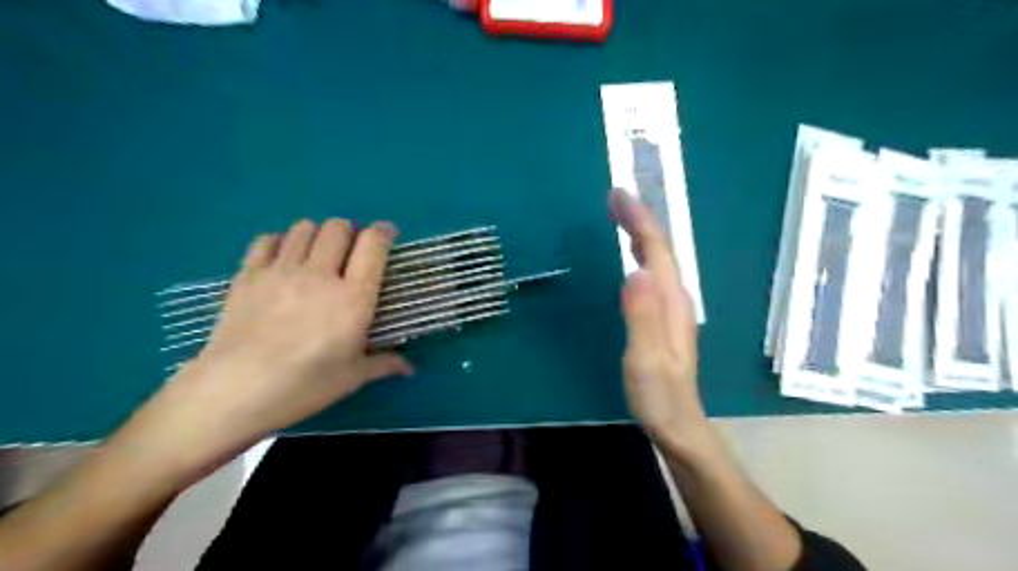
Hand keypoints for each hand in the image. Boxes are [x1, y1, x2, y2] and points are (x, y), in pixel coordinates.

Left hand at [125, 218, 409, 475]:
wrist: (235, 391)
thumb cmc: (305, 385)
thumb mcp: (352, 377)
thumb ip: (384, 363)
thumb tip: (409, 368)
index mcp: (353, 297)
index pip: (373, 244)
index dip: (384, 232)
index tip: (388, 235)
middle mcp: (320, 274)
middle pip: (338, 227)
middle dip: (350, 232)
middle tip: (350, 252)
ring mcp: (281, 270)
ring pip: (304, 228)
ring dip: (317, 235)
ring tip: (317, 255)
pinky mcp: (248, 274)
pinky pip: (267, 239)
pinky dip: (280, 242)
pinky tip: (282, 260)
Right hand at [612, 191, 708, 450]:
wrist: (678, 424)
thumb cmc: (659, 395)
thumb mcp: (646, 359)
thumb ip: (642, 316)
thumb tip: (636, 270)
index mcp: (670, 303)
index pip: (656, 251)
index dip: (639, 220)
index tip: (618, 195)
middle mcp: (675, 298)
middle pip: (661, 249)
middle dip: (640, 219)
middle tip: (616, 196)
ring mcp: (671, 308)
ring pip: (659, 259)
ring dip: (642, 232)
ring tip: (623, 215)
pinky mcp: (663, 317)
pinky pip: (653, 273)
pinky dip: (642, 253)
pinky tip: (633, 254)